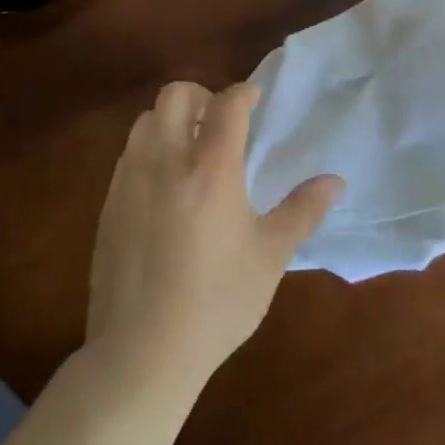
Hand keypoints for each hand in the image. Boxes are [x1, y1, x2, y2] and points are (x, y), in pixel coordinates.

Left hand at [86, 81, 343, 394]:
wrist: (142, 351)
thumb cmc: (217, 301)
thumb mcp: (271, 256)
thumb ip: (303, 210)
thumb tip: (336, 182)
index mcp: (211, 166)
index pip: (227, 103)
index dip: (244, 93)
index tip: (256, 100)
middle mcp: (166, 159)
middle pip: (175, 94)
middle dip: (201, 96)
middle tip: (220, 124)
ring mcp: (130, 179)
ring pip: (146, 120)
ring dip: (171, 121)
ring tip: (191, 152)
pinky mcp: (108, 203)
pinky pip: (129, 154)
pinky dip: (150, 151)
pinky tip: (165, 188)